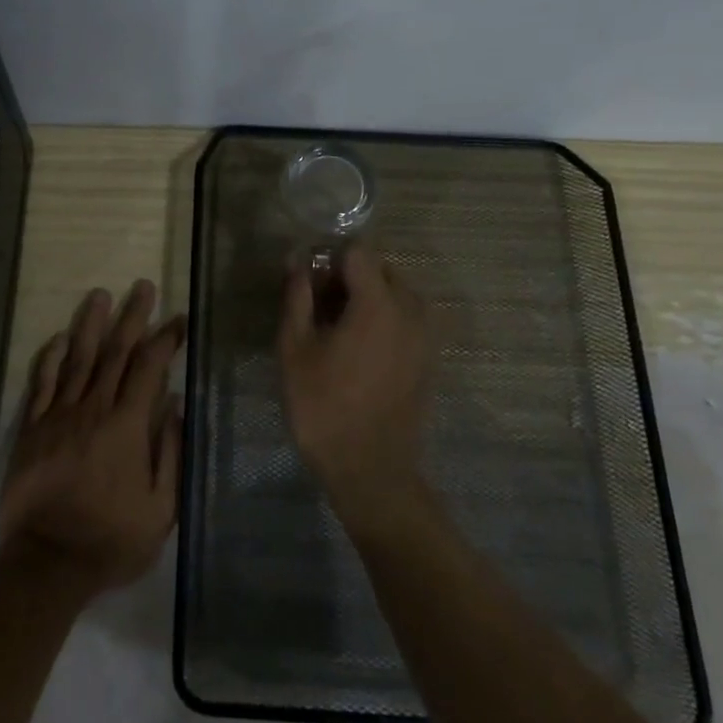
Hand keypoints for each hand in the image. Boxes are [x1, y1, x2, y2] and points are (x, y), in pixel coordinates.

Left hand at [0, 280, 185, 597]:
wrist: (46, 564)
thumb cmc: (111, 540)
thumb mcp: (161, 508)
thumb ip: (170, 452)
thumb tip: (175, 404)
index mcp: (127, 426)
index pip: (149, 367)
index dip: (165, 339)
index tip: (178, 319)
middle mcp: (92, 409)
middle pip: (115, 352)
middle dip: (132, 317)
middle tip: (142, 287)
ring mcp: (57, 416)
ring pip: (77, 359)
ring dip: (91, 324)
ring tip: (100, 295)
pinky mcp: (31, 428)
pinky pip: (41, 383)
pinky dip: (50, 357)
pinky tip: (58, 337)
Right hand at [278, 244, 430, 516]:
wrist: (370, 470)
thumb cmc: (323, 407)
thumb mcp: (294, 349)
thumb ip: (297, 297)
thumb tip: (298, 261)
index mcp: (379, 303)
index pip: (358, 251)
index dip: (329, 259)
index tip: (309, 285)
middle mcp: (411, 310)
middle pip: (380, 269)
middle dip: (348, 277)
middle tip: (317, 309)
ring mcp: (425, 335)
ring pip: (395, 294)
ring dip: (366, 298)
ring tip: (337, 331)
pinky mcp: (428, 358)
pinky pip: (405, 319)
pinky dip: (383, 319)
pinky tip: (358, 351)